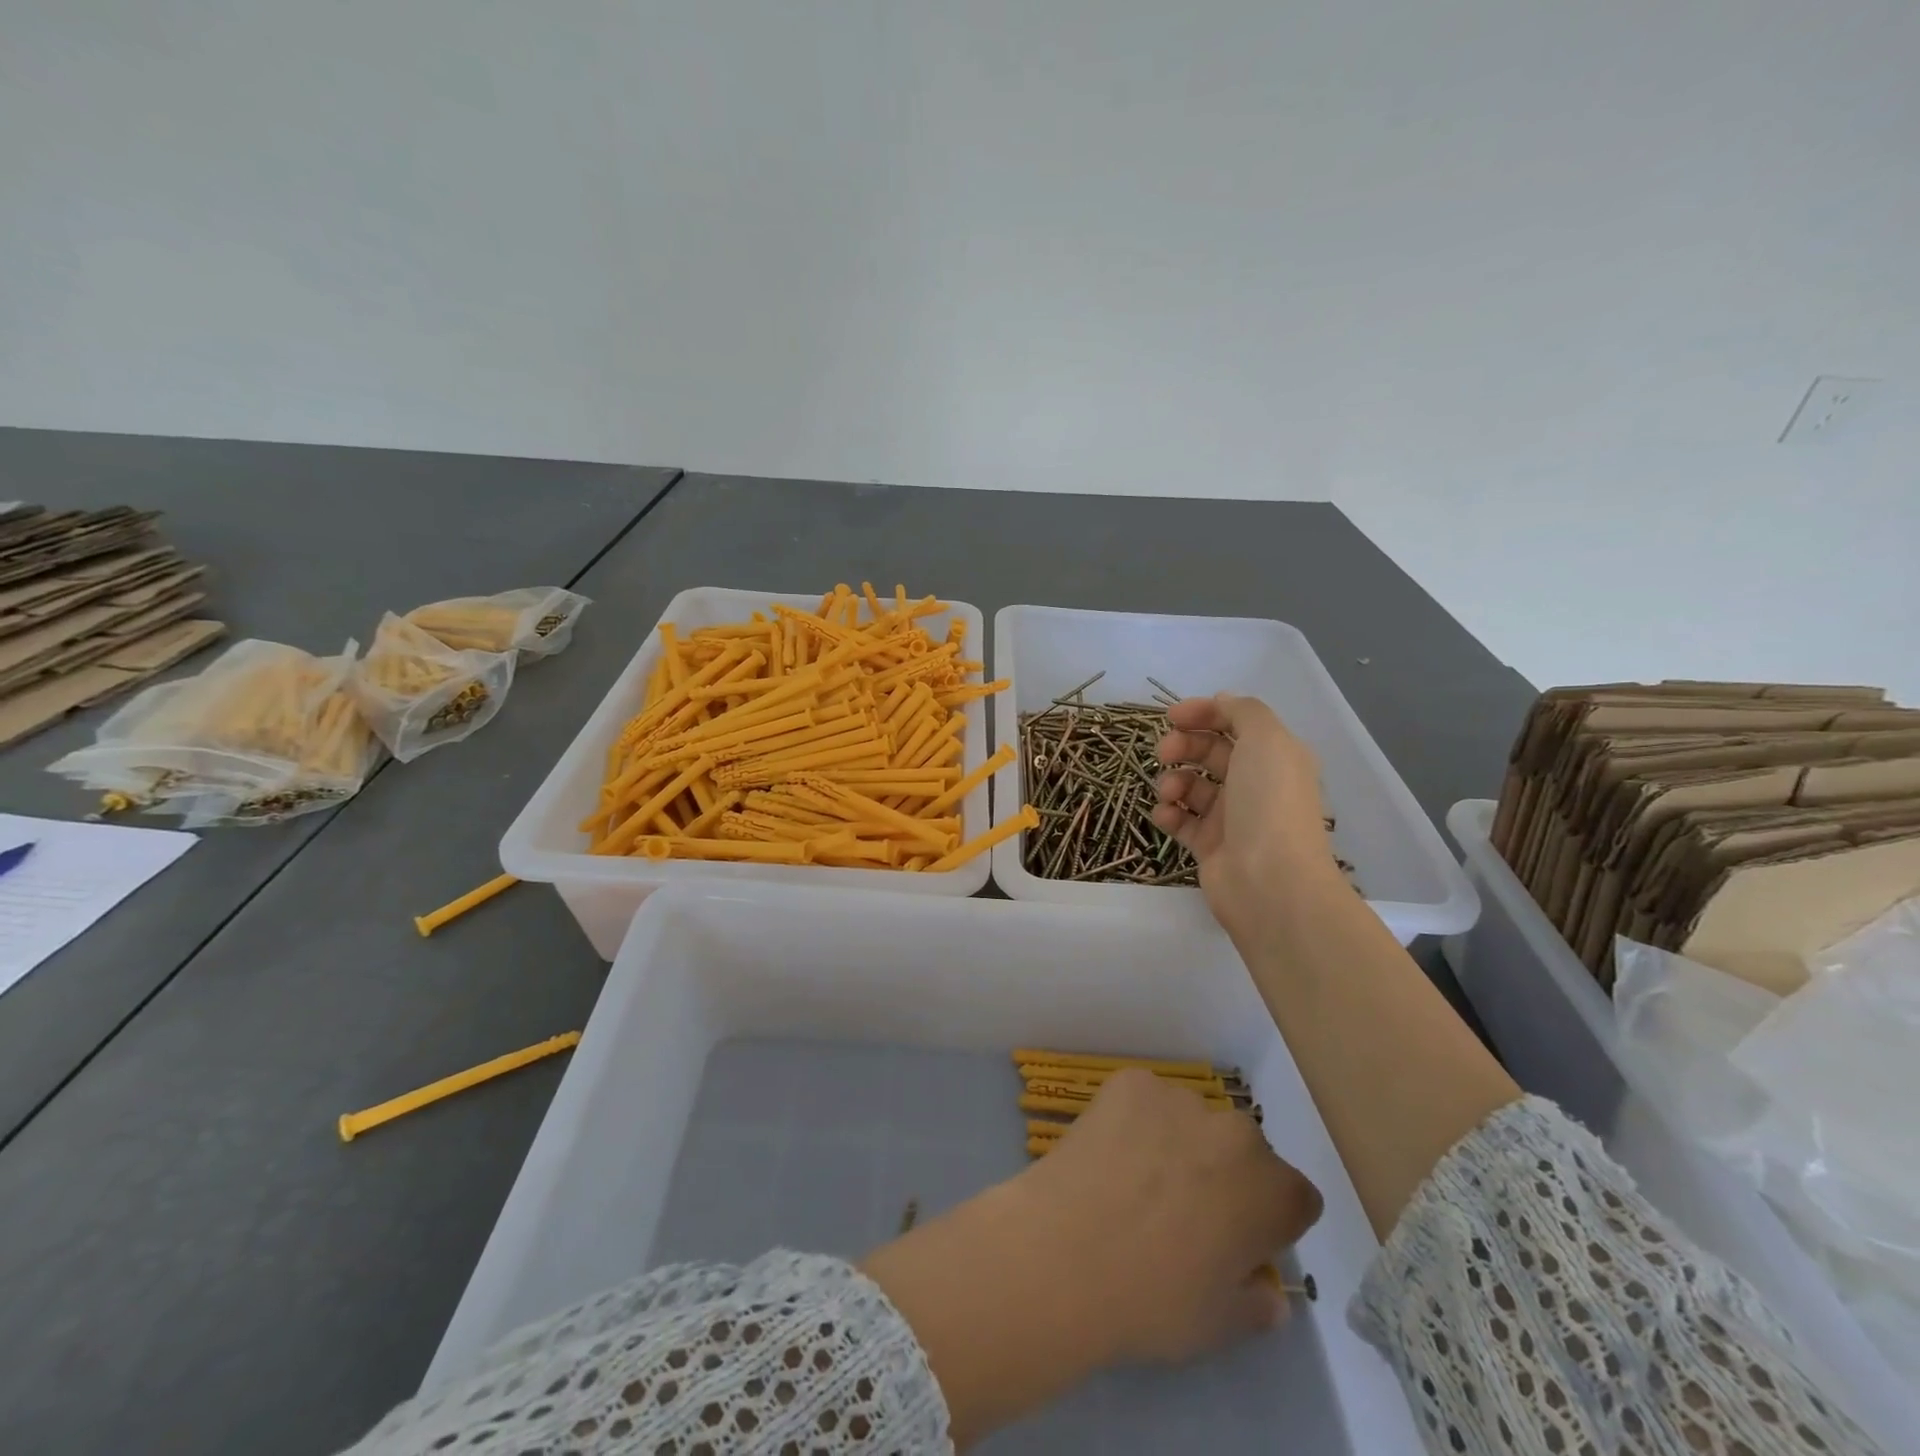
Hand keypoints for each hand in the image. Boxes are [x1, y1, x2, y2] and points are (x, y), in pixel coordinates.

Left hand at [1021, 1068, 1322, 1361]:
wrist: (1065, 1252)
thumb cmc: (1151, 1299)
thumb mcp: (1219, 1325)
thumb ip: (1257, 1304)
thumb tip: (1266, 1291)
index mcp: (1274, 1192)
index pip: (1295, 1198)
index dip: (1269, 1223)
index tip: (1237, 1243)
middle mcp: (1236, 1132)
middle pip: (1243, 1151)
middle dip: (1224, 1175)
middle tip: (1182, 1211)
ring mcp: (1179, 1098)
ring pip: (1191, 1120)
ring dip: (1177, 1141)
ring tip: (1135, 1181)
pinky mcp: (1130, 1081)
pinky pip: (1144, 1099)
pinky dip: (1133, 1119)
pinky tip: (1108, 1153)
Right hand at [1151, 693, 1345, 947]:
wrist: (1269, 882)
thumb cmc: (1268, 804)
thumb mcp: (1266, 740)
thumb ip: (1243, 711)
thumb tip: (1221, 701)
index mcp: (1274, 757)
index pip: (1234, 723)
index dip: (1203, 713)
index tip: (1172, 716)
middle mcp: (1254, 783)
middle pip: (1209, 752)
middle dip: (1183, 745)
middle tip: (1164, 753)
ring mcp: (1231, 817)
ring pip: (1192, 785)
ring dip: (1173, 780)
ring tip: (1169, 793)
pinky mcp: (1210, 846)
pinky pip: (1181, 820)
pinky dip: (1168, 813)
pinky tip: (1165, 815)